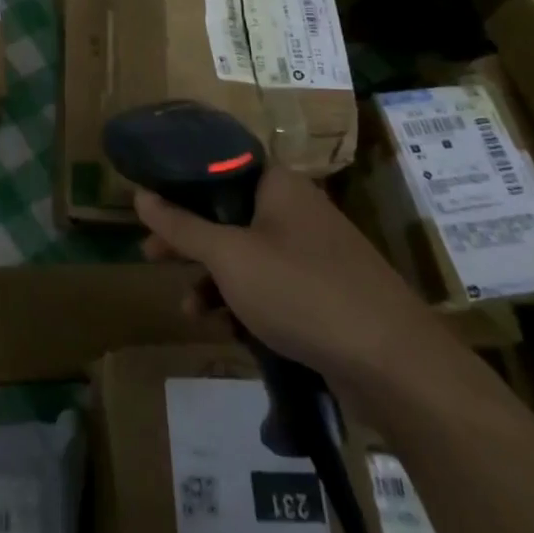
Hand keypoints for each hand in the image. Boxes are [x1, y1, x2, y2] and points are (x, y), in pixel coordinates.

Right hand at [135, 166, 446, 385]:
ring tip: (189, 310)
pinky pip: (274, 286)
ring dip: (214, 279)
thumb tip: (139, 195)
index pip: (219, 168)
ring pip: (249, 255)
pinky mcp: (327, 292)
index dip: (180, 187)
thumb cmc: (300, 291)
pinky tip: (230, 331)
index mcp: (278, 185)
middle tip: (152, 256)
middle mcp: (297, 210)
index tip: (151, 208)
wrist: (393, 364)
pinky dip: (247, 302)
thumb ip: (181, 226)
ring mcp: (315, 252)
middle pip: (229, 214)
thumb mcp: (228, 257)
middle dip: (190, 240)